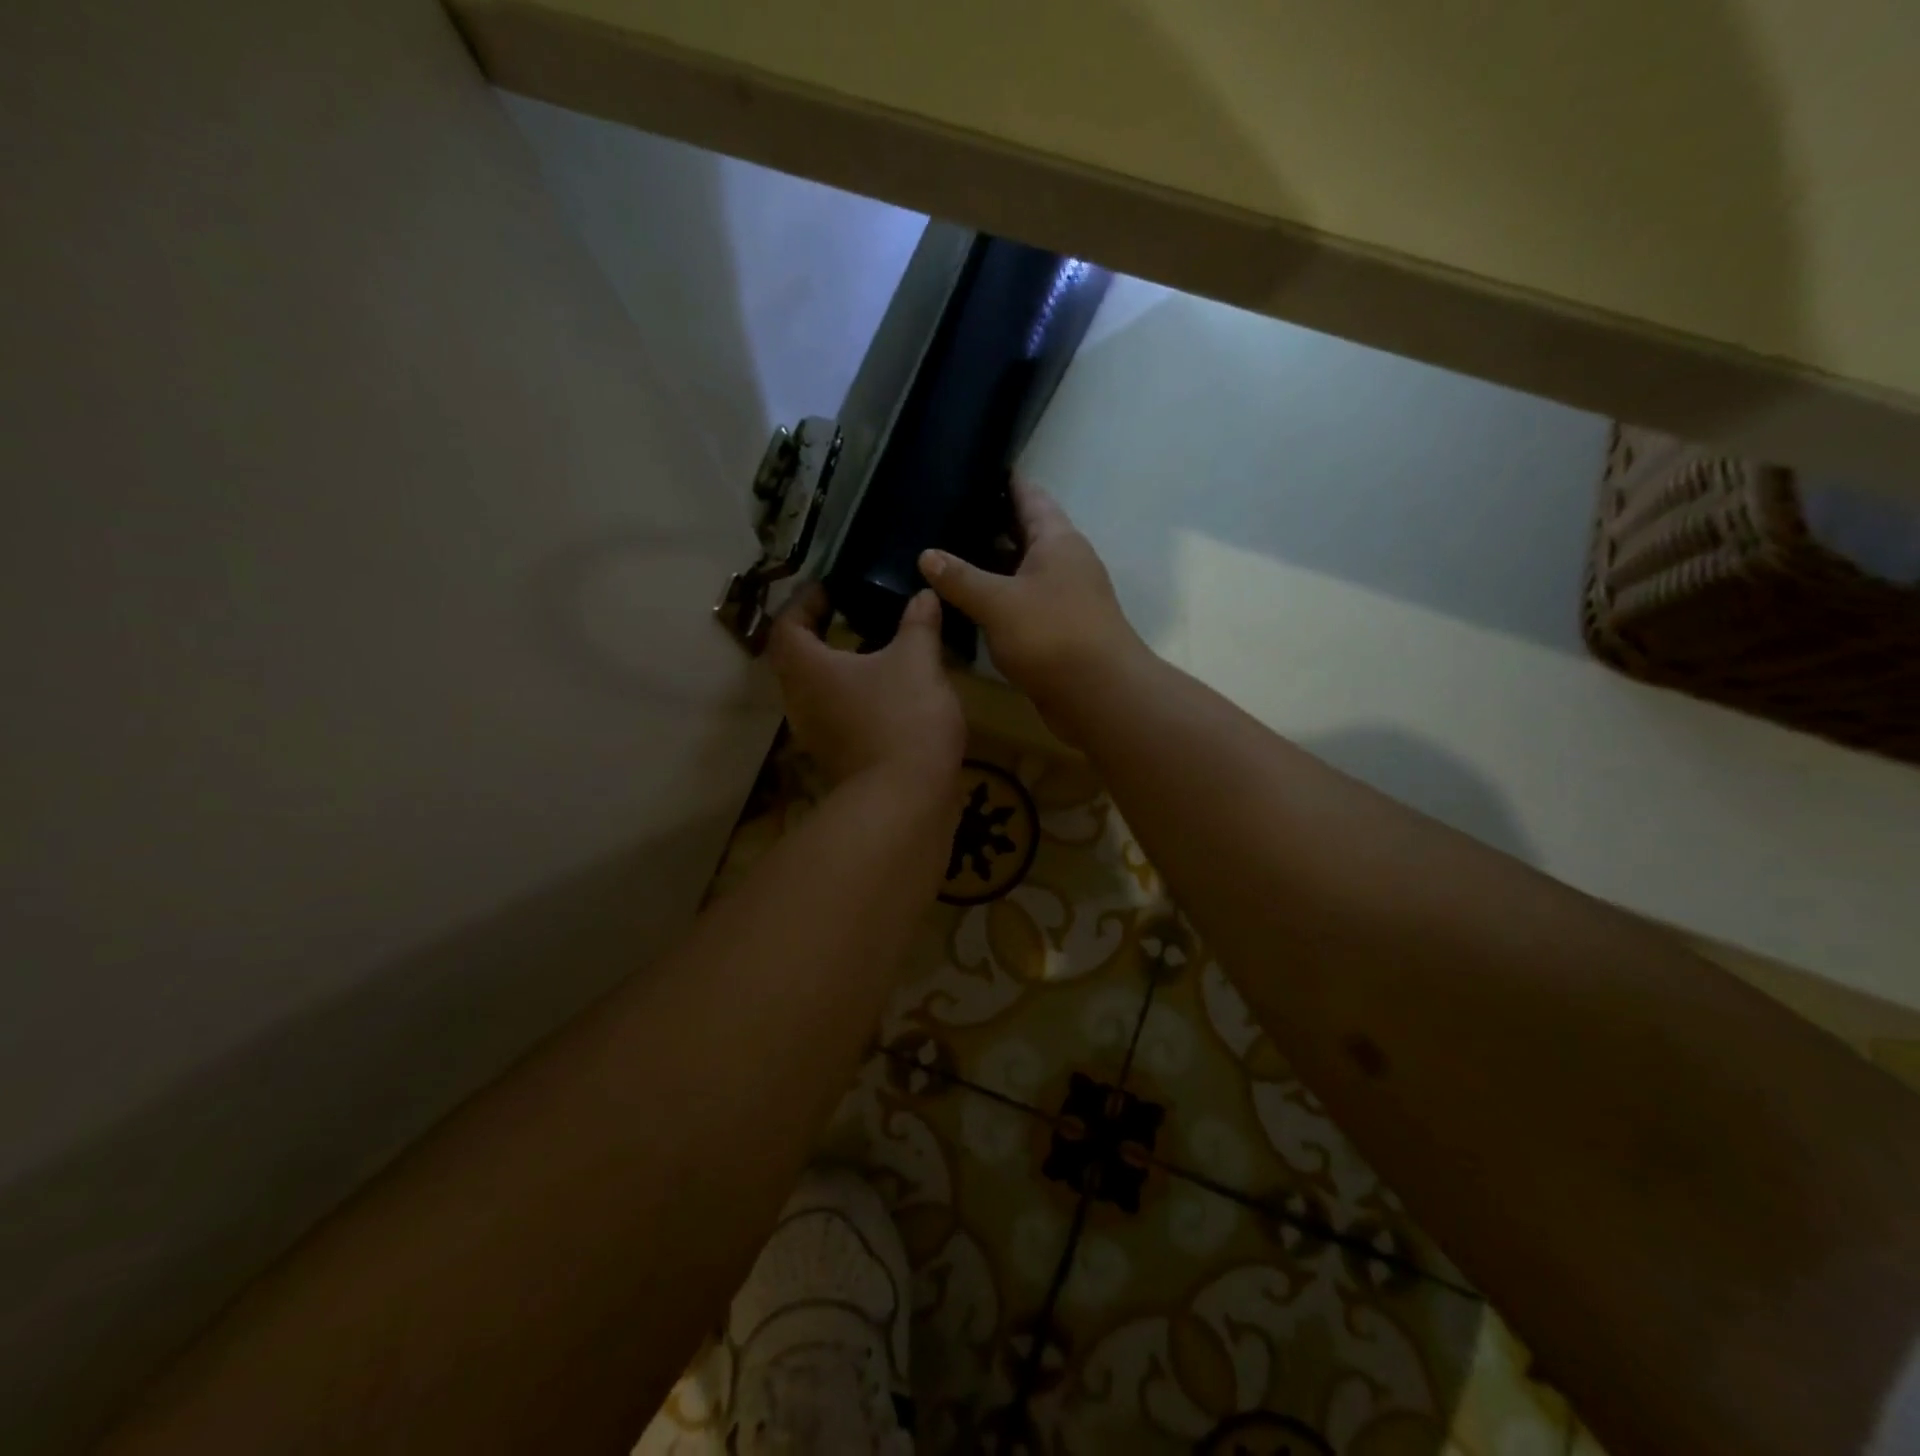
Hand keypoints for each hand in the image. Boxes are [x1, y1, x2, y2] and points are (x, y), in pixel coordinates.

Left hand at [766, 584, 965, 789]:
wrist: (906, 798)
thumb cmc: (903, 718)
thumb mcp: (917, 660)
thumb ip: (918, 623)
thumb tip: (924, 595)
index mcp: (808, 668)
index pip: (787, 624)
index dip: (804, 601)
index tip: (829, 588)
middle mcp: (801, 700)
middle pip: (795, 659)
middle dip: (817, 633)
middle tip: (847, 613)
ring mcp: (816, 733)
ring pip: (816, 689)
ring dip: (836, 666)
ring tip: (871, 648)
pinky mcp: (837, 755)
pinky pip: (835, 713)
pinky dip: (851, 694)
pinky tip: (884, 689)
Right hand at [918, 478, 1147, 726]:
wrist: (1099, 696)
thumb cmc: (1052, 635)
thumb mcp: (998, 602)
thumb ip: (960, 578)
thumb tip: (926, 555)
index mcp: (1057, 541)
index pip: (1030, 497)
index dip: (1006, 482)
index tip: (977, 468)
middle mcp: (1065, 563)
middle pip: (1025, 533)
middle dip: (991, 524)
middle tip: (947, 515)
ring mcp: (1064, 599)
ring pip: (1022, 572)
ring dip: (991, 567)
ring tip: (948, 556)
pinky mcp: (1058, 631)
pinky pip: (1022, 604)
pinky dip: (998, 600)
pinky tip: (968, 604)